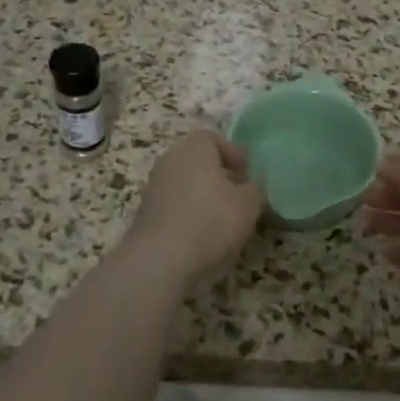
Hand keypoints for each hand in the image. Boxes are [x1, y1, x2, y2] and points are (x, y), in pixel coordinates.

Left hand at [123, 130, 265, 292]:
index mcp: (193, 149)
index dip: (232, 153)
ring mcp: (153, 189)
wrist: (160, 262)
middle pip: (197, 161)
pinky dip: (189, 216)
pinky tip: (203, 237)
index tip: (246, 173)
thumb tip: (250, 186)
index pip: (212, 138)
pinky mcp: (145, 216)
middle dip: (219, 175)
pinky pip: (174, 207)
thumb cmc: (210, 221)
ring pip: (185, 185)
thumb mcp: (248, 204)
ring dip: (204, 197)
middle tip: (238, 195)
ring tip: (223, 220)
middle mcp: (169, 161)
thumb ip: (254, 188)